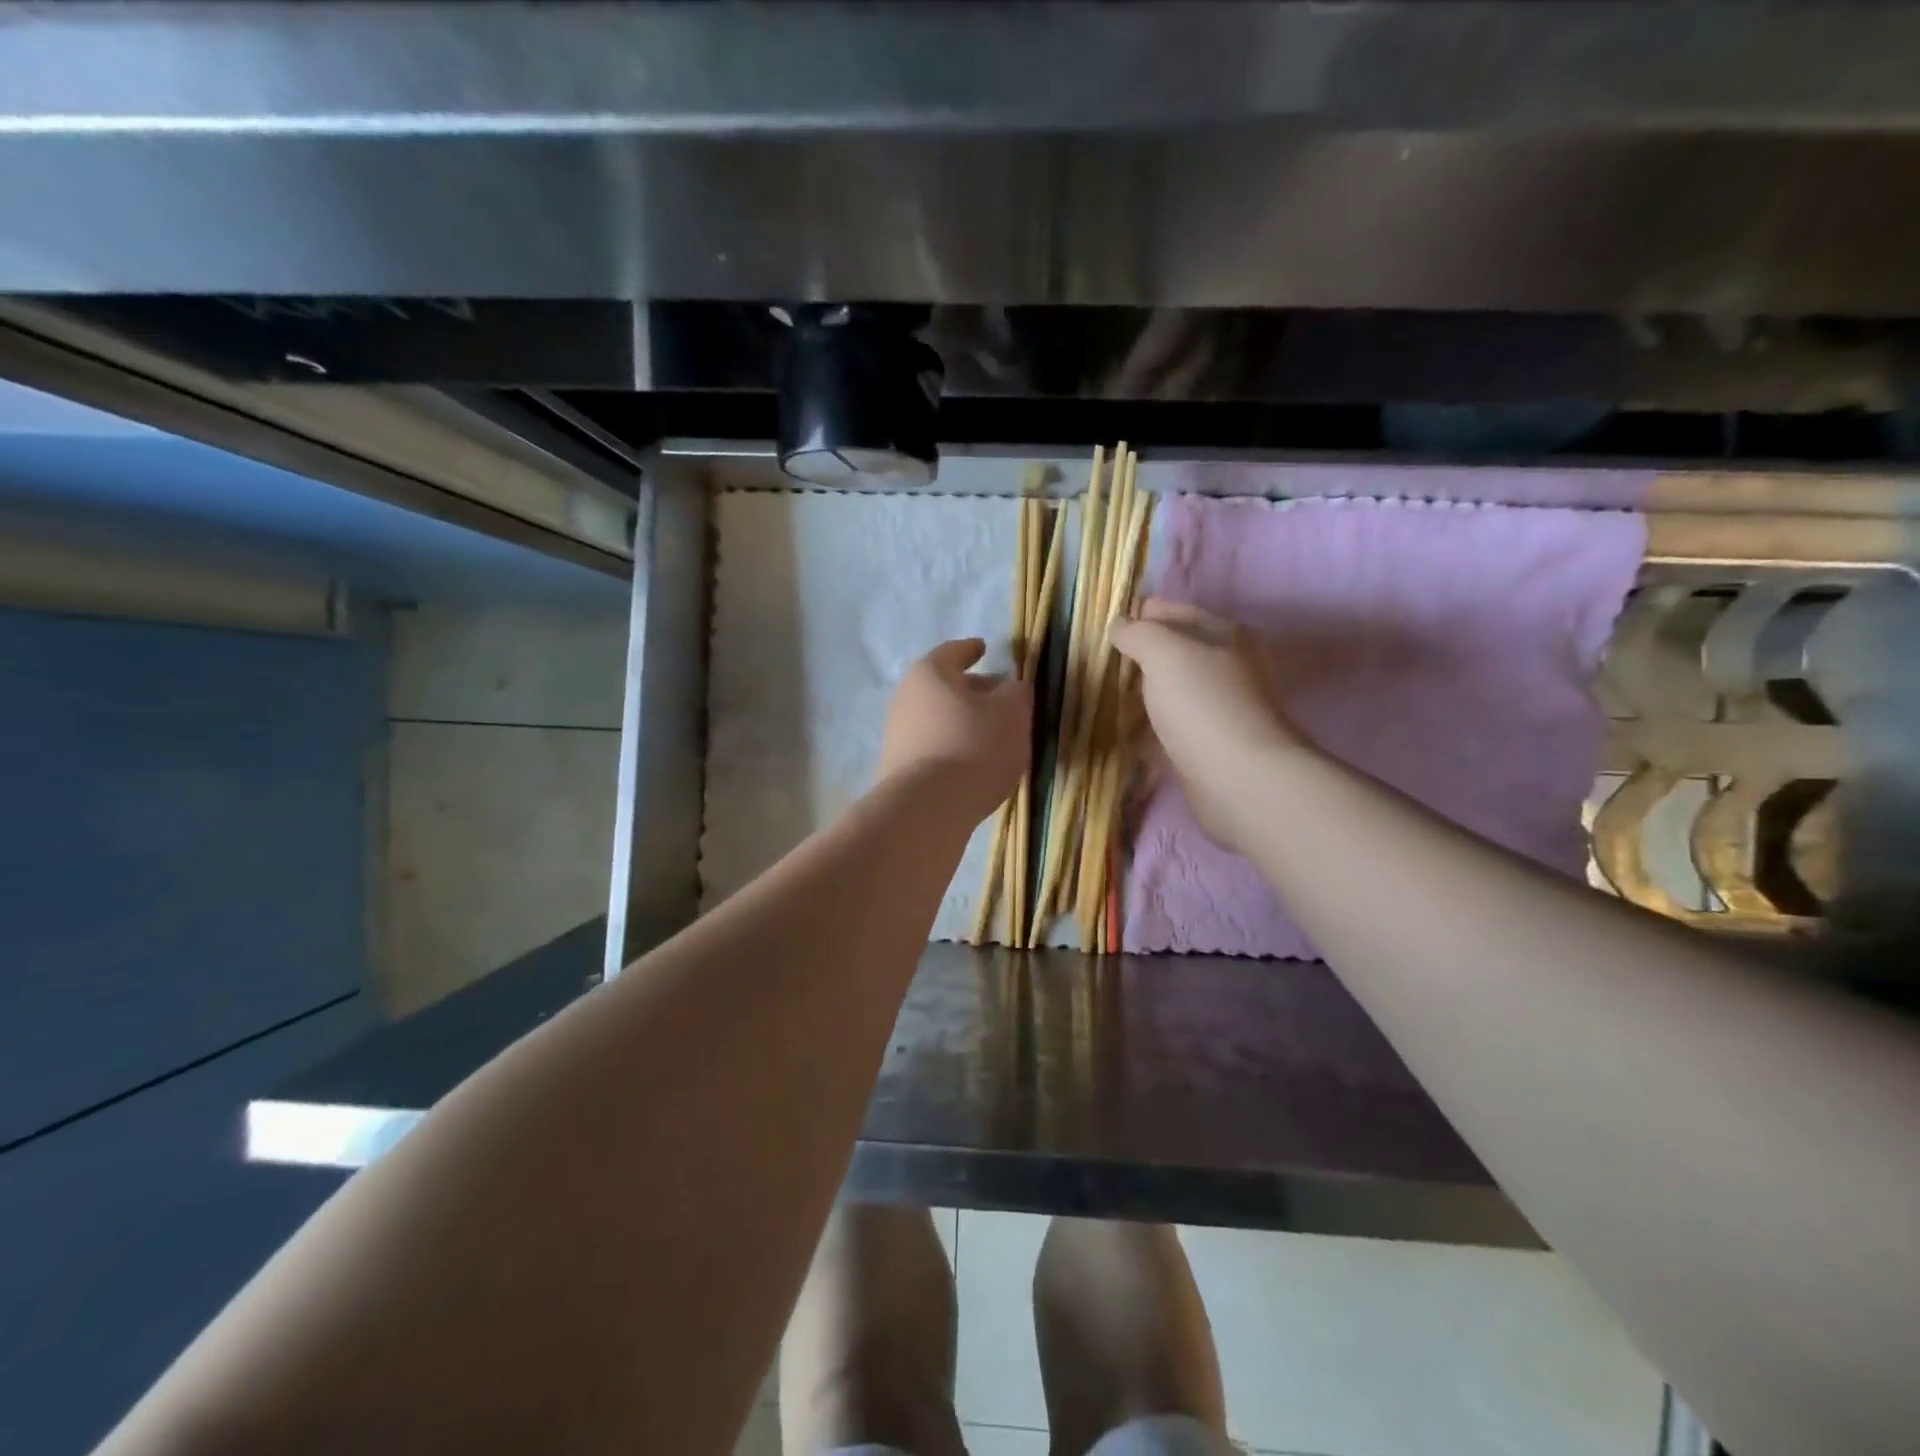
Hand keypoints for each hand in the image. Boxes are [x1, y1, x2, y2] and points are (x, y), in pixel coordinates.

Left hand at [878, 638, 1031, 818]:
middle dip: (972, 691)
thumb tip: (1010, 687)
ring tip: (991, 736)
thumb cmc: (974, 746)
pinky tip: (972, 764)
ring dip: (962, 722)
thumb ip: (1016, 692)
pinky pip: (932, 747)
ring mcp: (896, 734)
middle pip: (944, 687)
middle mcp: (905, 697)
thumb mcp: (1012, 713)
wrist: (927, 808)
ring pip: (937, 718)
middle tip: (998, 699)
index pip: (954, 652)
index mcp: (930, 673)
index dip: (972, 649)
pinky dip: (952, 747)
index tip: (984, 648)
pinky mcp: (897, 768)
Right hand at [1111, 598, 1310, 851]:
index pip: (1178, 612)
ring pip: (1178, 687)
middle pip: (1180, 650)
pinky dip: (1156, 721)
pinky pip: (1177, 722)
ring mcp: (1224, 706)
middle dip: (1145, 652)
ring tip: (1112, 692)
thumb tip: (1120, 626)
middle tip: (1105, 660)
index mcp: (1227, 635)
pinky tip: (1133, 728)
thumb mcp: (1164, 652)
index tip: (1109, 626)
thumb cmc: (1203, 704)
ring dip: (1149, 688)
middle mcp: (1231, 666)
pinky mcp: (1214, 742)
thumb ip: (1138, 633)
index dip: (1144, 614)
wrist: (1239, 778)